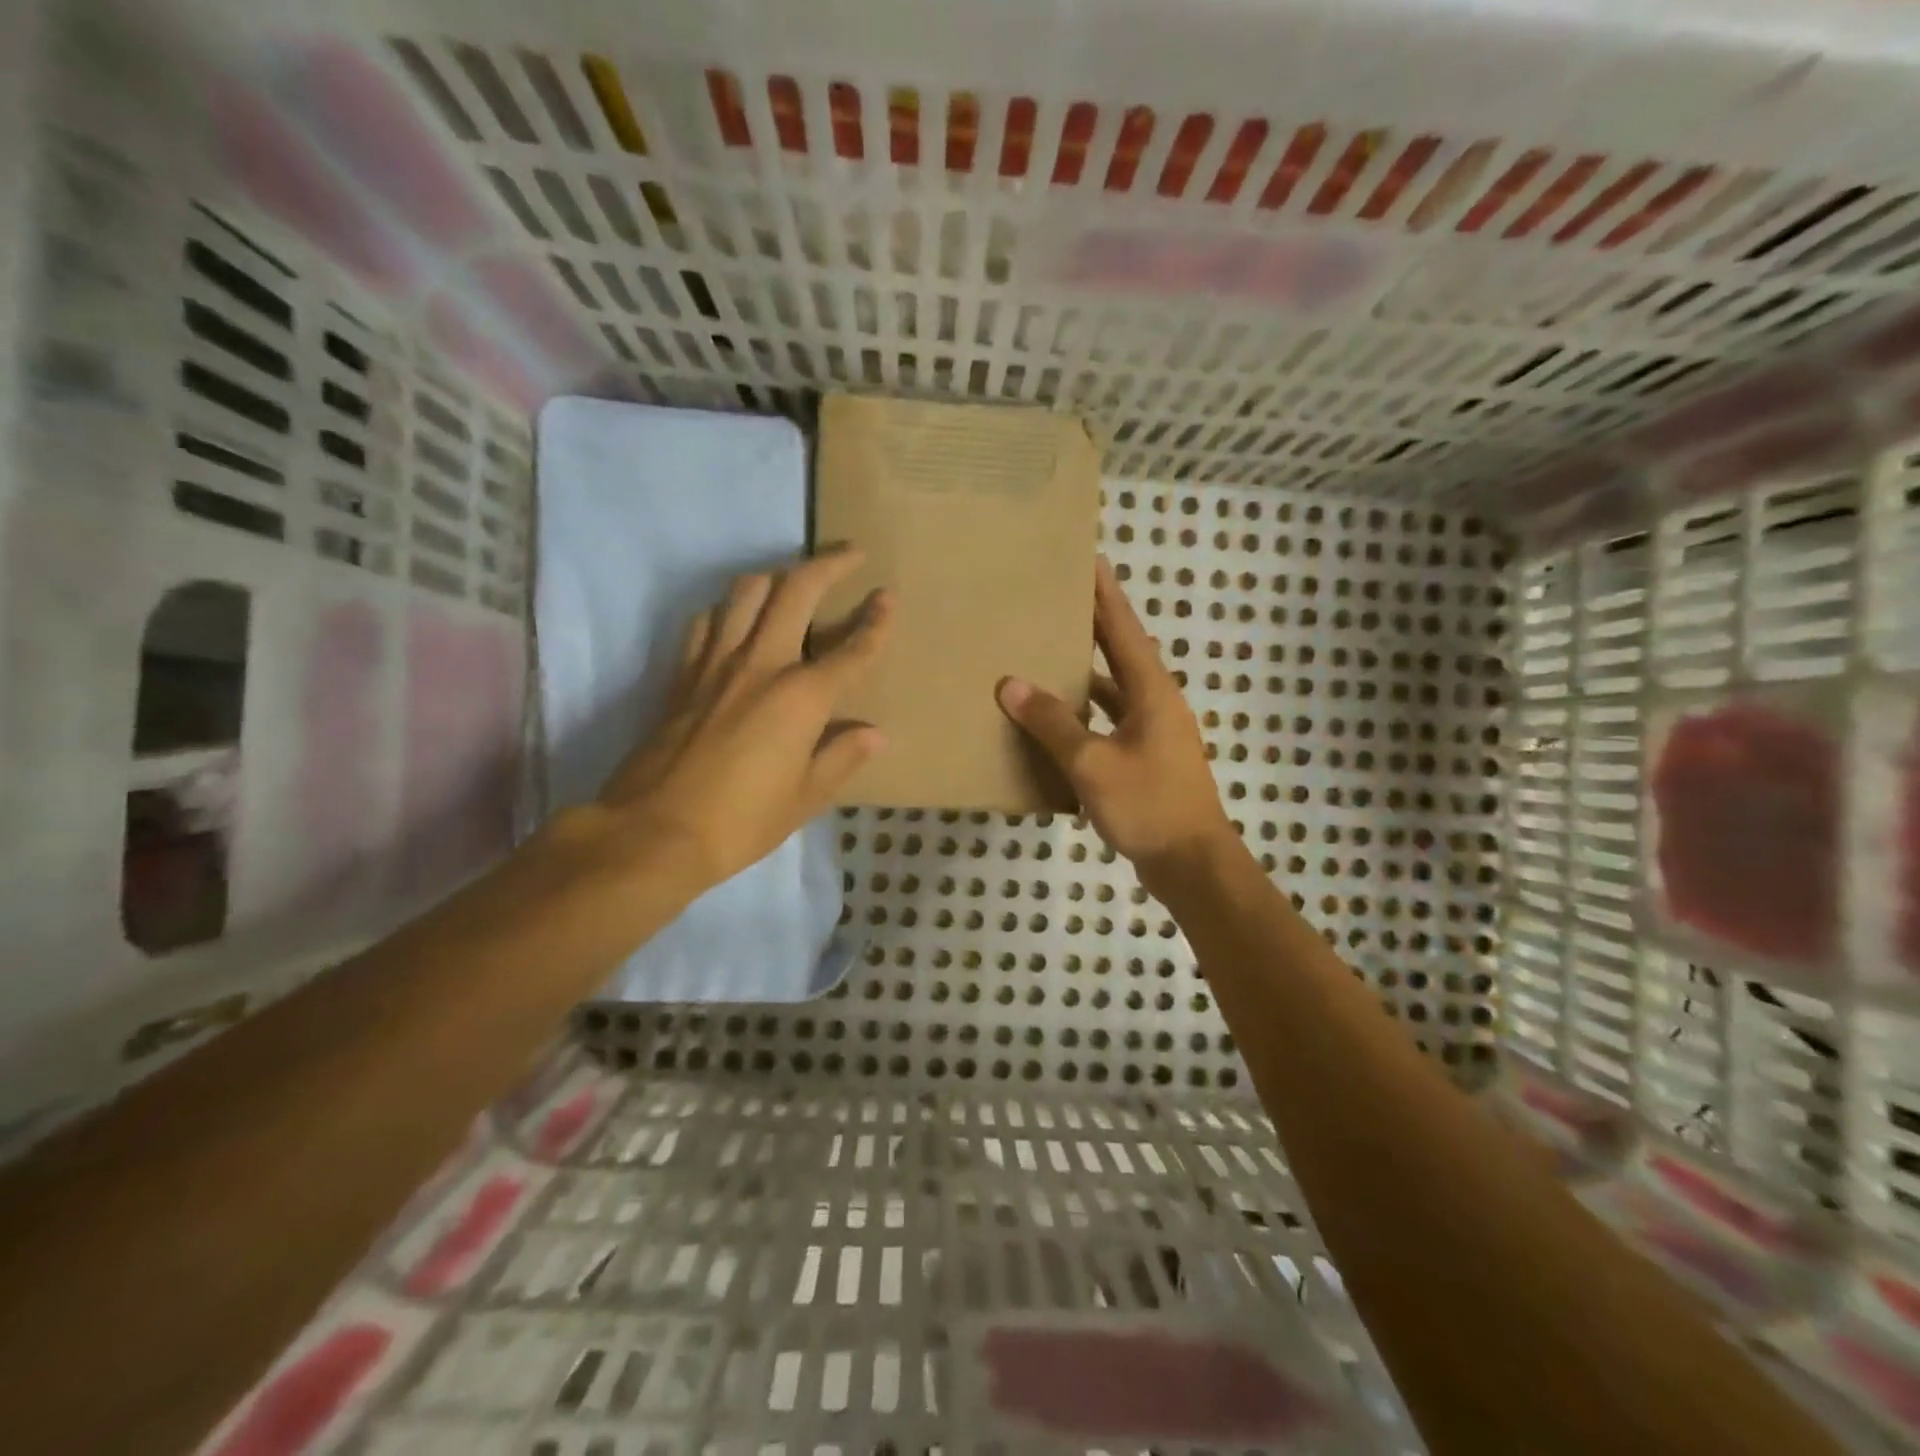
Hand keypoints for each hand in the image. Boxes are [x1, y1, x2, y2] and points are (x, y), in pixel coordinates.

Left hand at [594, 549, 893, 888]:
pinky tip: (736, 621)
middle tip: (850, 553)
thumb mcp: (805, 797)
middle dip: (829, 565)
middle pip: (796, 591)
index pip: (850, 650)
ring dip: (777, 576)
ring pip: (746, 592)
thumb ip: (841, 757)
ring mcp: (715, 663)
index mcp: (801, 697)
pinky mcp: (682, 674)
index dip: (875, 623)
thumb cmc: (741, 822)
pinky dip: (728, 610)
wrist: (653, 832)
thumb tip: (874, 734)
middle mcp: (761, 664)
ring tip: (794, 581)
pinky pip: (707, 622)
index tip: (888, 597)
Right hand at [996, 556, 1236, 890]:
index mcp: (1152, 692)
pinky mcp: (1146, 760)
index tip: (1089, 559)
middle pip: (1121, 654)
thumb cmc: (1148, 805)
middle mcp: (1157, 703)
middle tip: (1057, 602)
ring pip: (1115, 692)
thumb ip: (1052, 723)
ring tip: (1047, 657)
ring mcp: (1154, 733)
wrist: (1192, 863)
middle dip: (1093, 626)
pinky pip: (1111, 724)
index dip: (1106, 594)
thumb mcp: (1092, 764)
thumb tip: (1011, 684)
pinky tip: (1057, 724)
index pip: (1124, 629)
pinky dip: (1086, 717)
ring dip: (1086, 674)